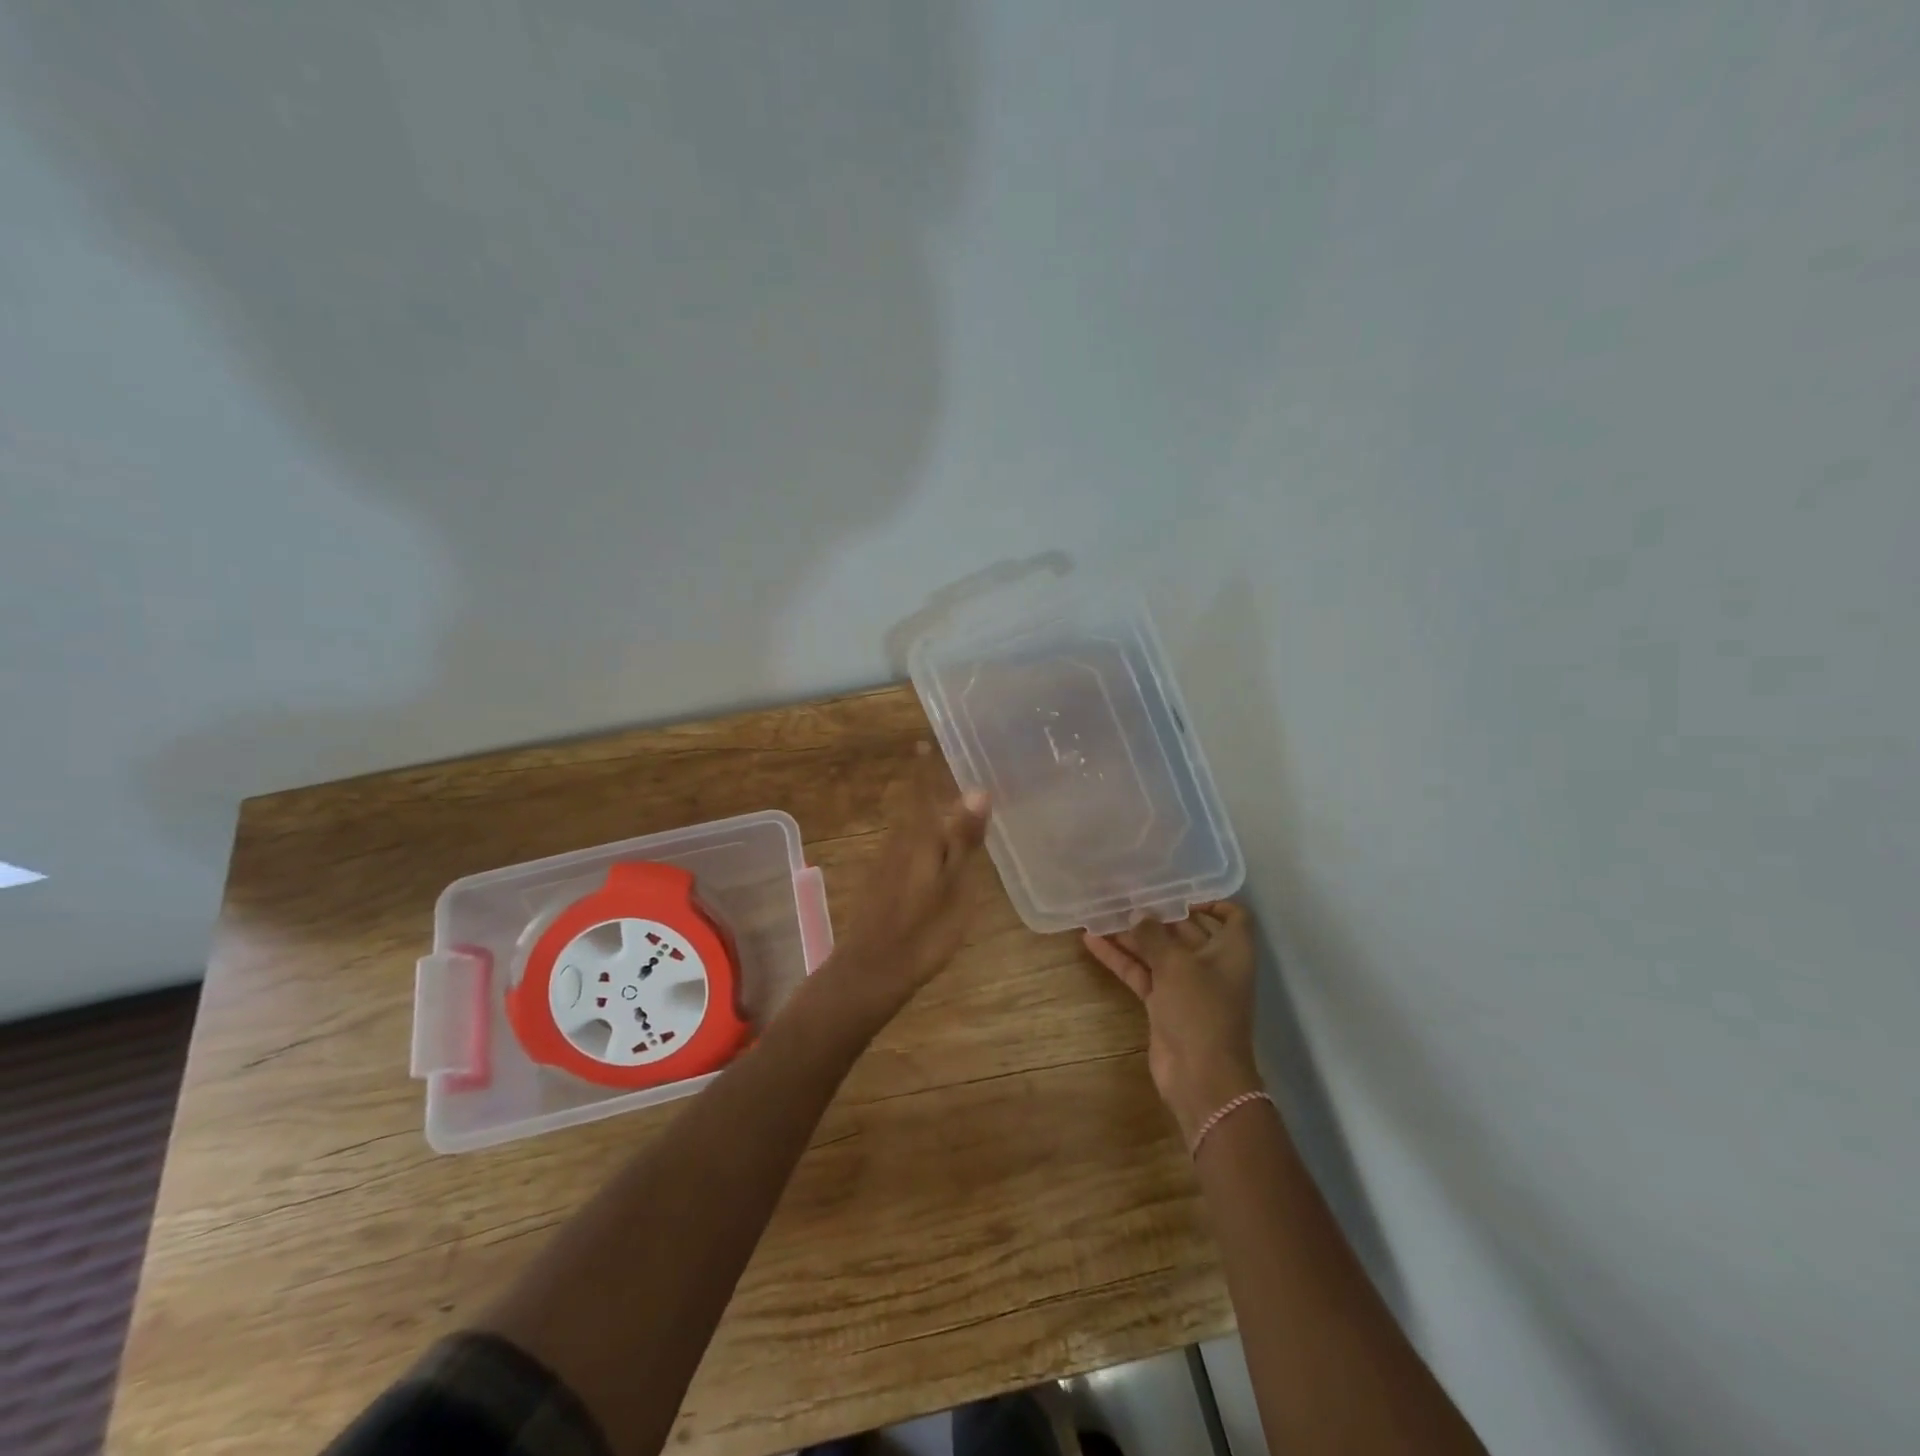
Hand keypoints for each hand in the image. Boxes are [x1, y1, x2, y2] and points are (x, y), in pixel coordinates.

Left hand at [828, 747, 990, 1017]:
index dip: (924, 768)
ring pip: (911, 829)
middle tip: (952, 773)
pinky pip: (907, 848)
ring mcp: (887, 864)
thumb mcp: (954, 885)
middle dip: (930, 790)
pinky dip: (924, 840)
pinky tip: (936, 853)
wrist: (872, 970)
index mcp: (918, 838)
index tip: (922, 741)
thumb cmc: (922, 930)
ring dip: (928, 815)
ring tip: (952, 810)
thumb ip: (964, 838)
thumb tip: (977, 790)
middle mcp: (898, 842)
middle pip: (916, 808)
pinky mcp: (882, 884)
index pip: (921, 791)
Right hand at [1084, 902, 1260, 1142]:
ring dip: (1132, 935)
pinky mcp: (1164, 1004)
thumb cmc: (1200, 1010)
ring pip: (1158, 952)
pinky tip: (1092, 942)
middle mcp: (1212, 964)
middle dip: (1157, 914)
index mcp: (1231, 951)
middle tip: (1125, 893)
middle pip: (1186, 931)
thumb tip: (1138, 914)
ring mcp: (1186, 986)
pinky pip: (1142, 973)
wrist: (1201, 1077)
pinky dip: (1121, 959)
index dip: (1211, 901)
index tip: (1178, 890)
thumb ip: (1154, 935)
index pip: (1232, 916)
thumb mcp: (1177, 965)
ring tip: (1100, 913)